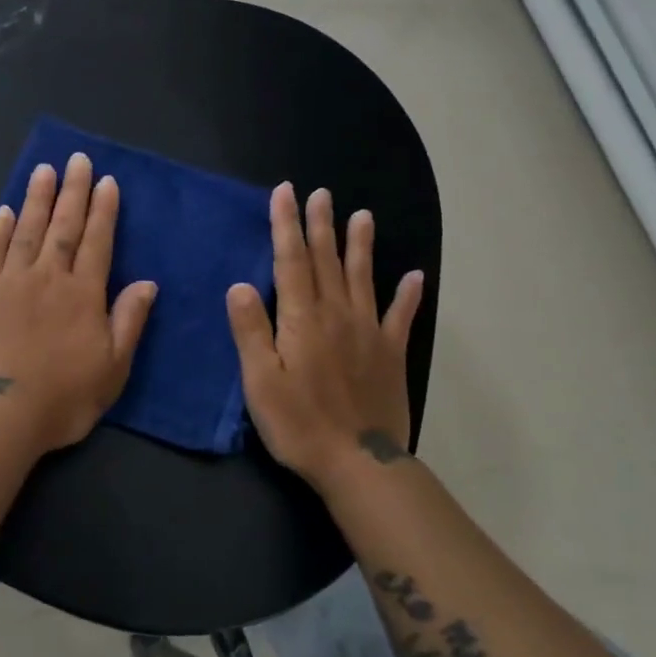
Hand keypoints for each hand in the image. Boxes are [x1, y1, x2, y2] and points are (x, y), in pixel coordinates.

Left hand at [0, 152, 157, 456]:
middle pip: (63, 226)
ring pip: (26, 230)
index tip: (107, 181)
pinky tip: (4, 211)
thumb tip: (147, 283)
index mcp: (83, 294)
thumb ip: (129, 321)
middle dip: (73, 191)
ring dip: (36, 198)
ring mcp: (9, 282)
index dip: (104, 210)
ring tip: (44, 170)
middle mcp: (48, 277)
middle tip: (77, 159)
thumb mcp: (112, 368)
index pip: (98, 242)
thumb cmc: (63, 398)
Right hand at [227, 184, 424, 491]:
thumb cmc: (299, 424)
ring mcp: (369, 332)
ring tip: (363, 216)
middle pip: (327, 261)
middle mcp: (337, 315)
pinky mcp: (391, 353)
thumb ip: (251, 331)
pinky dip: (408, 295)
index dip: (286, 225)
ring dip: (361, 245)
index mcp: (302, 319)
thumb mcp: (261, 381)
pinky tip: (415, 276)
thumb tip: (240, 285)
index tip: (285, 193)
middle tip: (321, 193)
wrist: (359, 463)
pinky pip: (401, 316)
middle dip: (320, 224)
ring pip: (363, 277)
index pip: (291, 261)